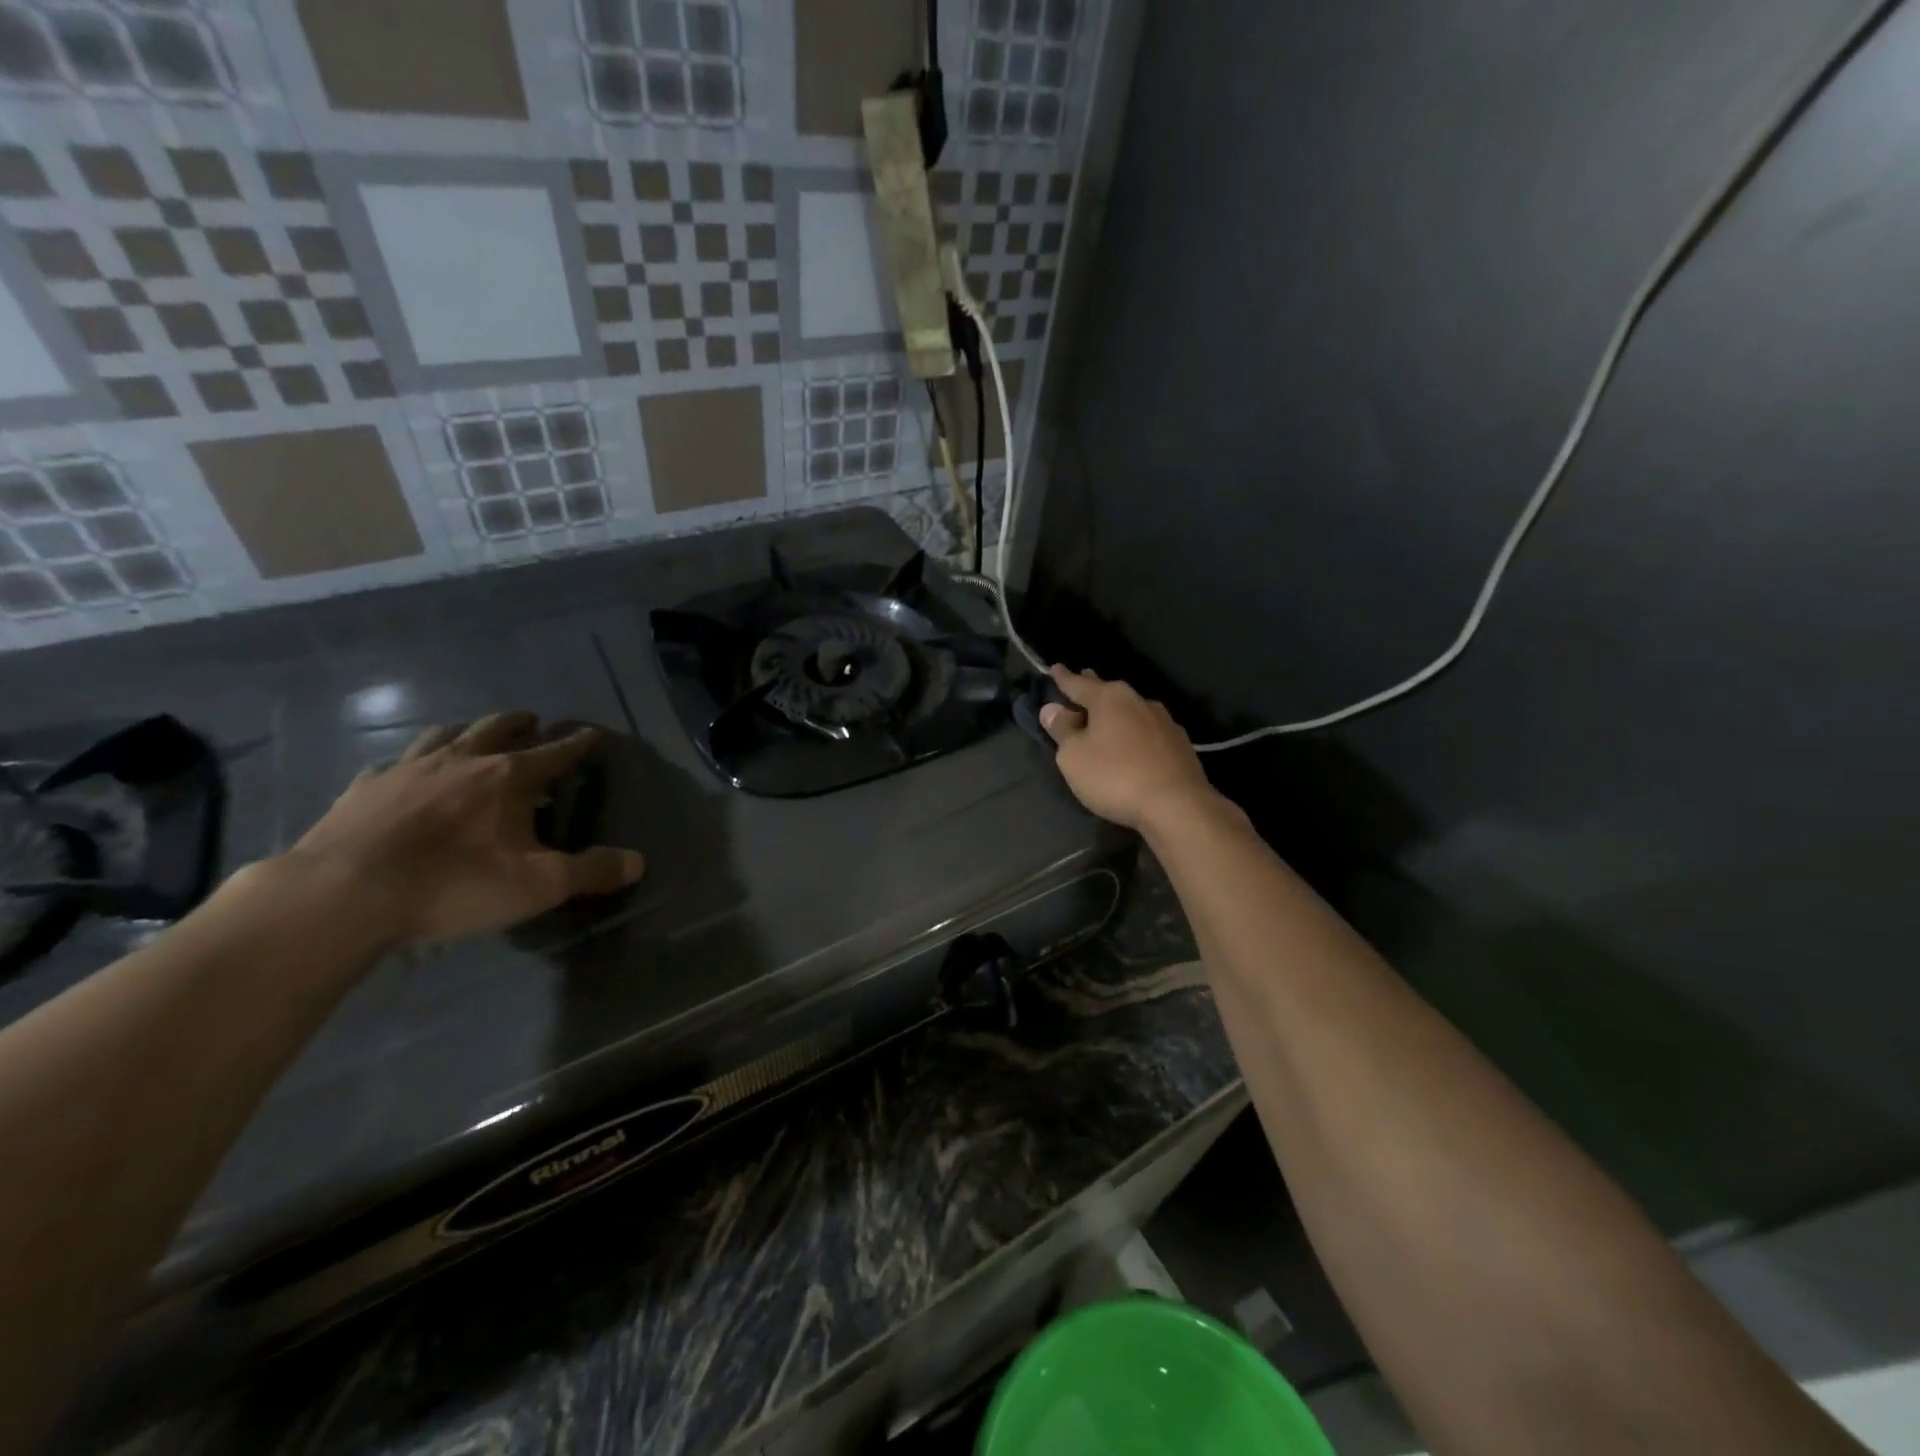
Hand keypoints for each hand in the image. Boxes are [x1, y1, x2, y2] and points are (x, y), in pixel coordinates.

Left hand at [283, 712, 645, 945]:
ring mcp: (408, 769)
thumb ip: (592, 871)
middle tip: (533, 721)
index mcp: (509, 777)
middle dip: (521, 723)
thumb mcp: (538, 885)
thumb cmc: (453, 884)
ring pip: (444, 733)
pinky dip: (410, 762)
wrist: (342, 894)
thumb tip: (639, 862)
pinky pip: (393, 763)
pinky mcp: (364, 788)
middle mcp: (462, 760)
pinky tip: (405, 773)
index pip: (556, 751)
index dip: (578, 743)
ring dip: (466, 730)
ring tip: (473, 735)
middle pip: (497, 727)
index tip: (593, 733)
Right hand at [1040, 666, 1224, 832]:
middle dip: (1092, 688)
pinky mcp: (1180, 745)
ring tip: (1106, 717)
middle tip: (1082, 680)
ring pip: (1131, 710)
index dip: (1062, 678)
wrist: (1177, 805)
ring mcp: (1164, 722)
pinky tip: (1134, 743)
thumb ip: (1062, 730)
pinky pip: (1148, 731)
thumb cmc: (1115, 776)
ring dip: (1116, 712)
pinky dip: (1135, 733)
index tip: (1054, 667)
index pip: (1078, 683)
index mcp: (1109, 698)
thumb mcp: (1074, 757)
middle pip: (1108, 691)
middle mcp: (1138, 701)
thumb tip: (1052, 709)